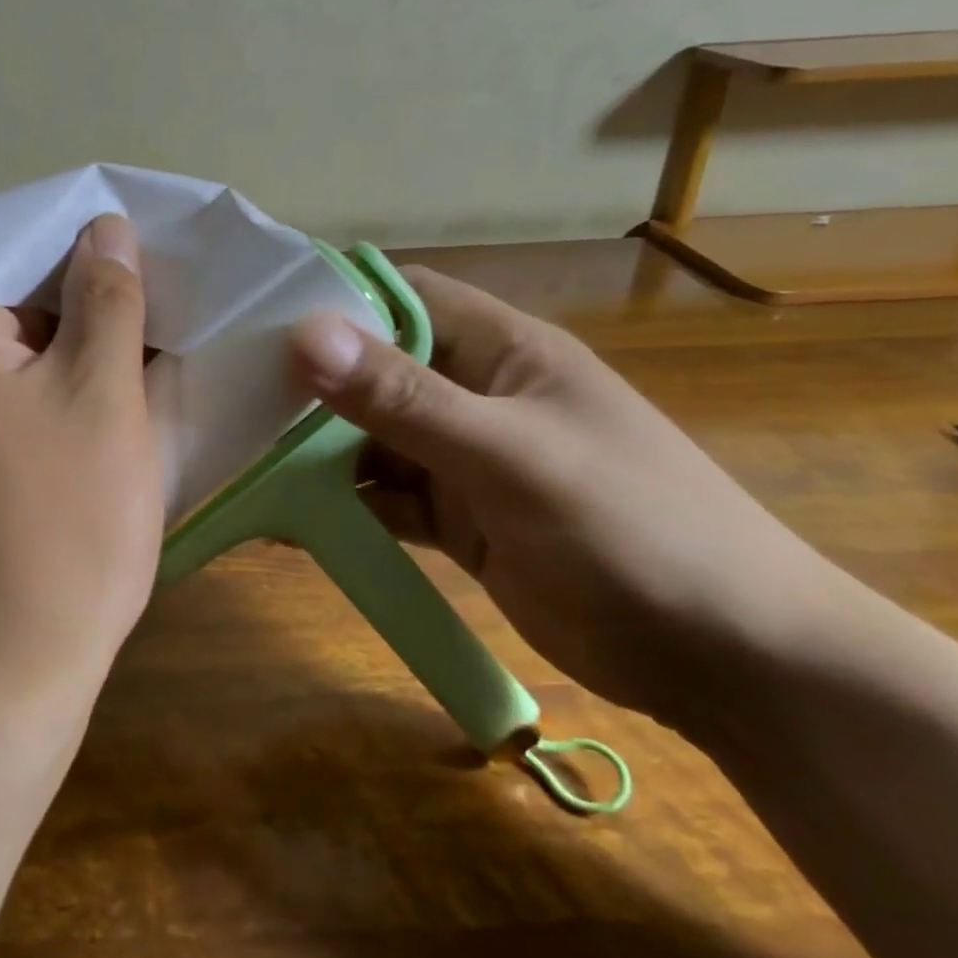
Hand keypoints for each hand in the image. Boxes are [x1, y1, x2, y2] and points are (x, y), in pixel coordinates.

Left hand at [0, 214, 160, 714]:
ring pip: (24, 338)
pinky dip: (71, 372)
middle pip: (11, 287)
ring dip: (85, 328)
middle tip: (164, 272)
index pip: (3, 239)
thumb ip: (106, 300)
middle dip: (87, 279)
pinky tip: (128, 374)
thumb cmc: (62, 525)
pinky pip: (24, 384)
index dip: (72, 228)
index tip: (140, 228)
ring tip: (159, 314)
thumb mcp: (101, 395)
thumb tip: (105, 229)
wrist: (7, 671)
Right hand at [290, 267, 841, 725]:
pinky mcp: (457, 518)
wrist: (731, 663)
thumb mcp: (510, 455)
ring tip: (239, 454)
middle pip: (373, 369)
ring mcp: (464, 458)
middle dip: (308, 382)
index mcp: (499, 349)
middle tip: (225, 396)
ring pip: (370, 437)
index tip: (251, 318)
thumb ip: (405, 398)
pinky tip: (285, 516)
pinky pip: (383, 497)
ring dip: (315, 449)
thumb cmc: (633, 529)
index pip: (399, 295)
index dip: (330, 299)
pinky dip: (340, 505)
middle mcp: (474, 393)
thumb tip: (305, 333)